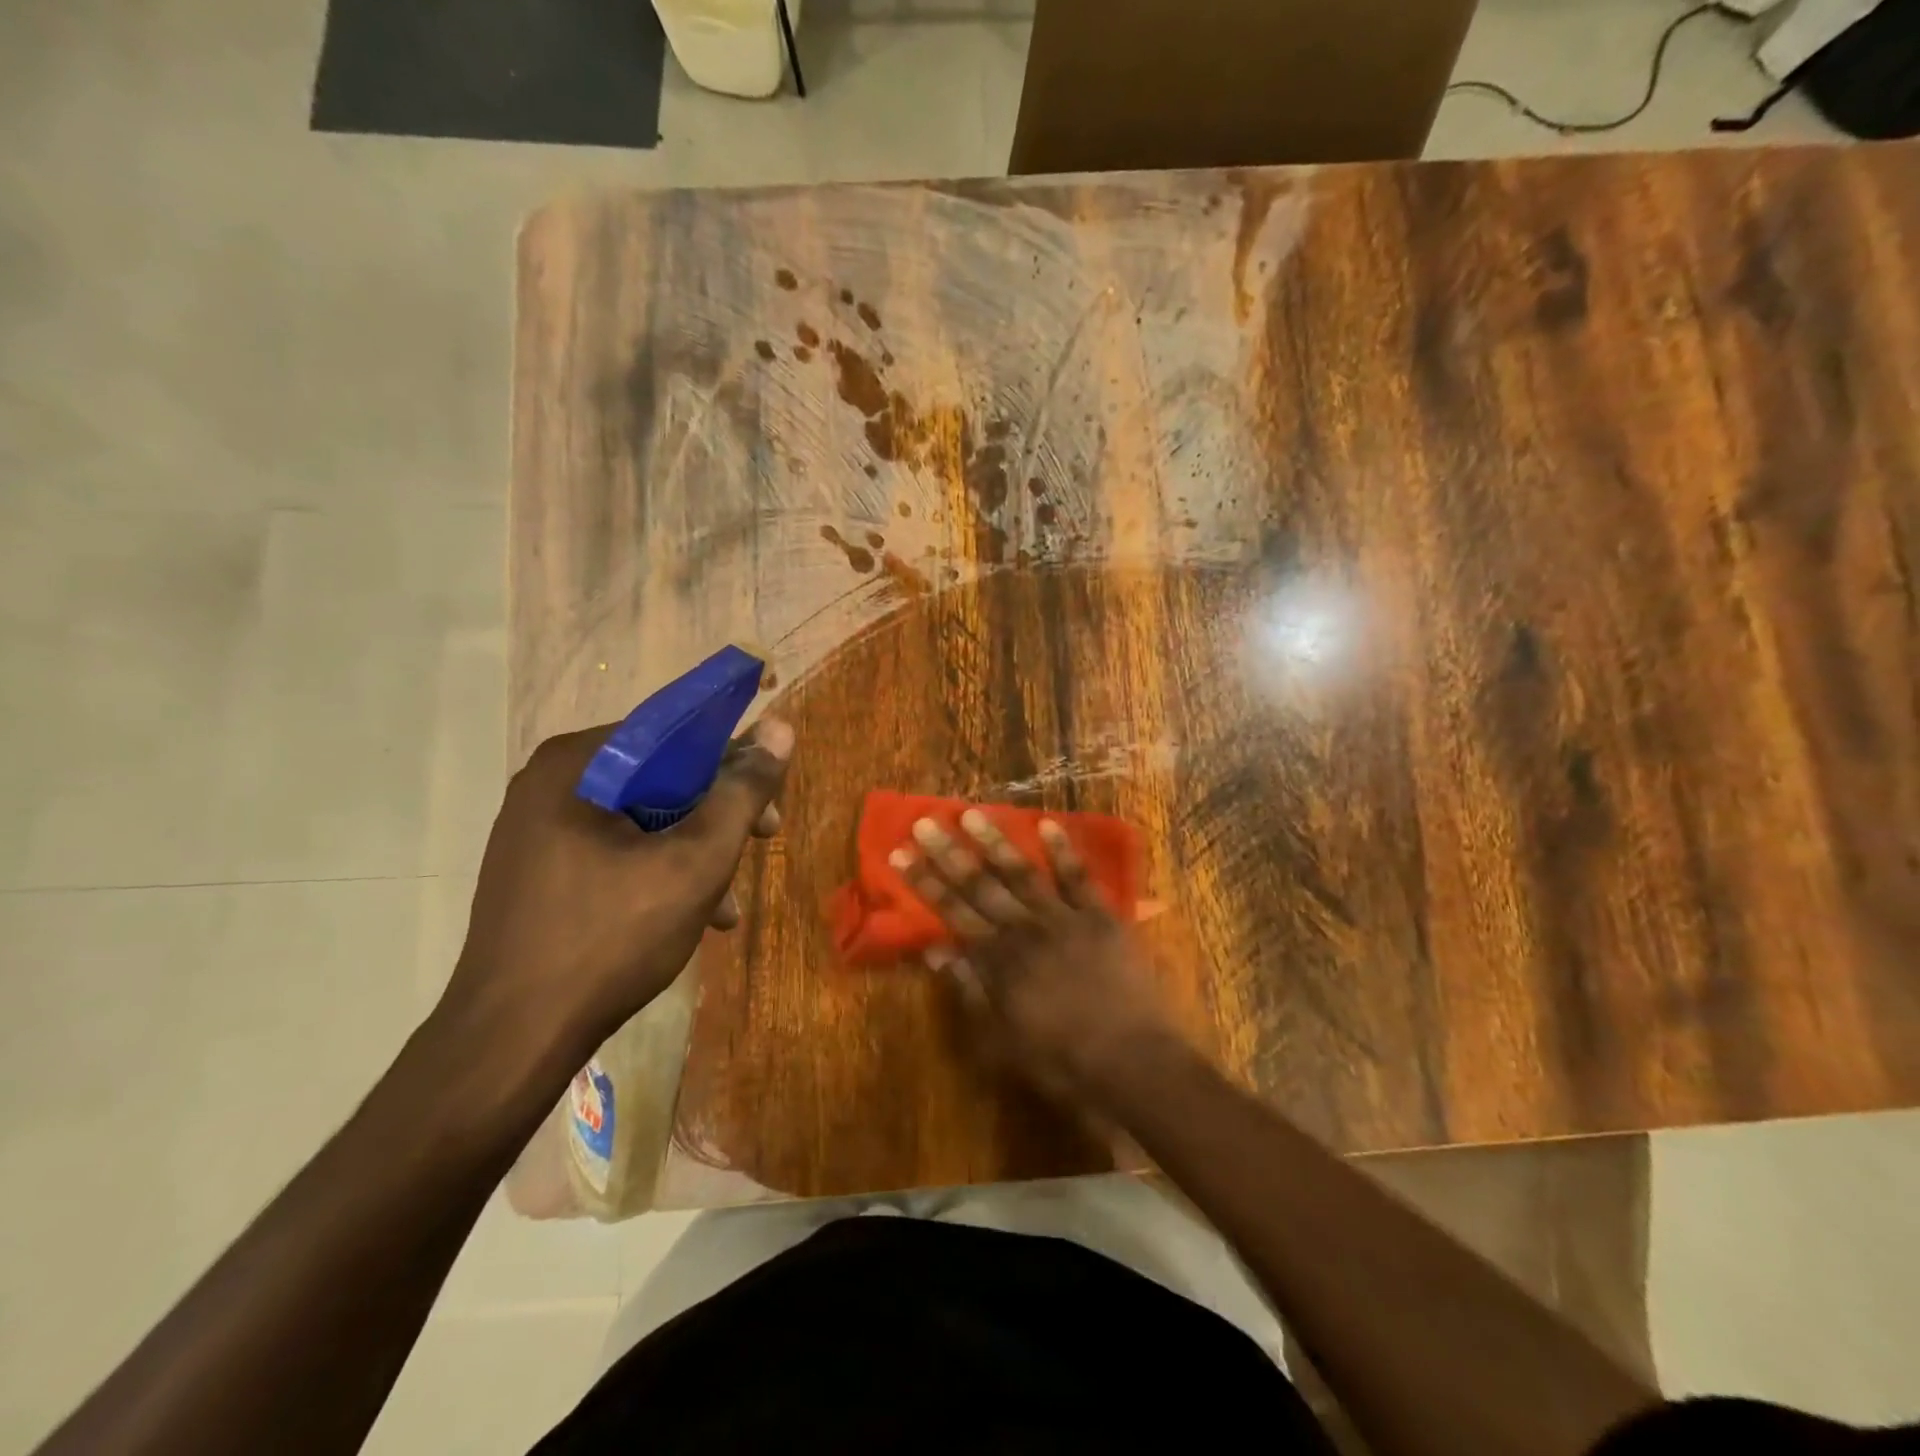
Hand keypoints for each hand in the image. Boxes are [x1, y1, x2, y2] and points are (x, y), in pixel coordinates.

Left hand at [440, 718, 792, 1065]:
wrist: (512, 1040)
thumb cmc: (610, 939)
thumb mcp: (695, 862)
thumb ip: (742, 793)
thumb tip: (779, 730)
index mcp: (577, 764)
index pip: (675, 732)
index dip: (733, 760)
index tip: (768, 801)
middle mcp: (549, 783)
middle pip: (660, 776)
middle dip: (717, 813)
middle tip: (762, 842)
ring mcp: (537, 828)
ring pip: (642, 816)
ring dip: (694, 849)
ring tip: (727, 902)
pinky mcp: (538, 869)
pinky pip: (615, 848)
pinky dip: (658, 870)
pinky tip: (692, 916)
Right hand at [892, 810, 1177, 1107]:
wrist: (1131, 1061)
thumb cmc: (1061, 1060)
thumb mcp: (1001, 1040)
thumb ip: (968, 990)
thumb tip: (935, 950)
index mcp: (997, 960)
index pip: (951, 911)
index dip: (923, 882)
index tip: (900, 853)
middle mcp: (1024, 929)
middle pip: (979, 885)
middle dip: (948, 853)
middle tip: (924, 822)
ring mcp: (1064, 918)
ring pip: (1022, 873)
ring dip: (996, 842)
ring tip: (972, 813)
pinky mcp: (1100, 917)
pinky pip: (1079, 878)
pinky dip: (1063, 851)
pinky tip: (1047, 824)